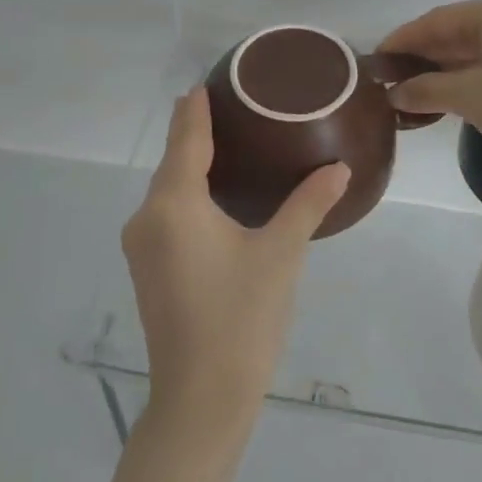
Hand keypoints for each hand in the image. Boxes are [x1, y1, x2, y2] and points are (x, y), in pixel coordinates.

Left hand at [122, 89, 349, 439]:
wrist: (201, 400)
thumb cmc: (241, 317)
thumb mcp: (281, 254)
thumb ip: (308, 203)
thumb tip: (339, 167)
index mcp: (174, 205)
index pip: (186, 139)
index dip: (196, 108)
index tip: (208, 81)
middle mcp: (147, 218)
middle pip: (173, 162)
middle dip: (197, 132)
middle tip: (236, 107)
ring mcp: (142, 246)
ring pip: (168, 190)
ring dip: (192, 165)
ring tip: (231, 143)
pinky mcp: (148, 270)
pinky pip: (167, 214)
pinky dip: (188, 194)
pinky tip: (216, 194)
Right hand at [378, 0, 481, 177]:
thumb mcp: (470, 98)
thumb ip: (425, 89)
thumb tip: (395, 93)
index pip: (439, 20)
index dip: (404, 40)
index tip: (375, 59)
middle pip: (459, 30)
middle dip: (424, 56)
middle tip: (391, 78)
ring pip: (479, 45)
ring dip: (446, 67)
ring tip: (413, 89)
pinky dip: (471, 72)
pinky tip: (448, 91)